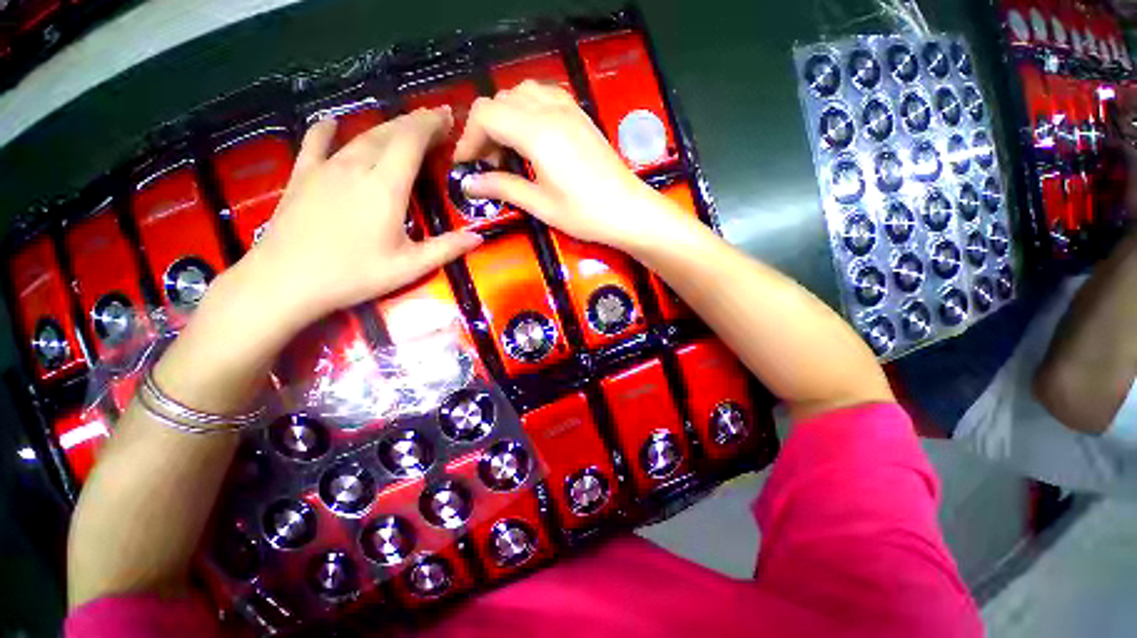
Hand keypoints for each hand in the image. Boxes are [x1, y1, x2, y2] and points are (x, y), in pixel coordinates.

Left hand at [245, 108, 482, 324]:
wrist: (284, 281)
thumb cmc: (353, 275)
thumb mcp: (409, 267)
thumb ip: (446, 249)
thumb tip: (479, 237)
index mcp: (385, 186)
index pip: (411, 141)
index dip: (431, 125)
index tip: (448, 117)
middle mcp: (356, 167)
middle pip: (388, 133)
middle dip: (414, 123)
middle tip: (435, 122)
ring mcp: (325, 168)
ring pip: (360, 137)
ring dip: (385, 128)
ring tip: (404, 127)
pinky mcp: (302, 176)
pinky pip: (315, 143)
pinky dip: (326, 130)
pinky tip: (332, 122)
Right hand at [453, 81, 673, 251]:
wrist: (628, 211)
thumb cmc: (585, 214)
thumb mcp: (541, 205)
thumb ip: (503, 188)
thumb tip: (470, 184)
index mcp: (537, 133)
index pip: (486, 115)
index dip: (469, 138)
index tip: (466, 165)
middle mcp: (550, 111)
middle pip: (501, 101)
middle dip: (485, 129)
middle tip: (489, 164)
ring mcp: (569, 110)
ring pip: (522, 94)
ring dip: (506, 116)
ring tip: (509, 150)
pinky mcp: (580, 116)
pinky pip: (544, 97)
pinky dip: (528, 110)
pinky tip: (532, 137)